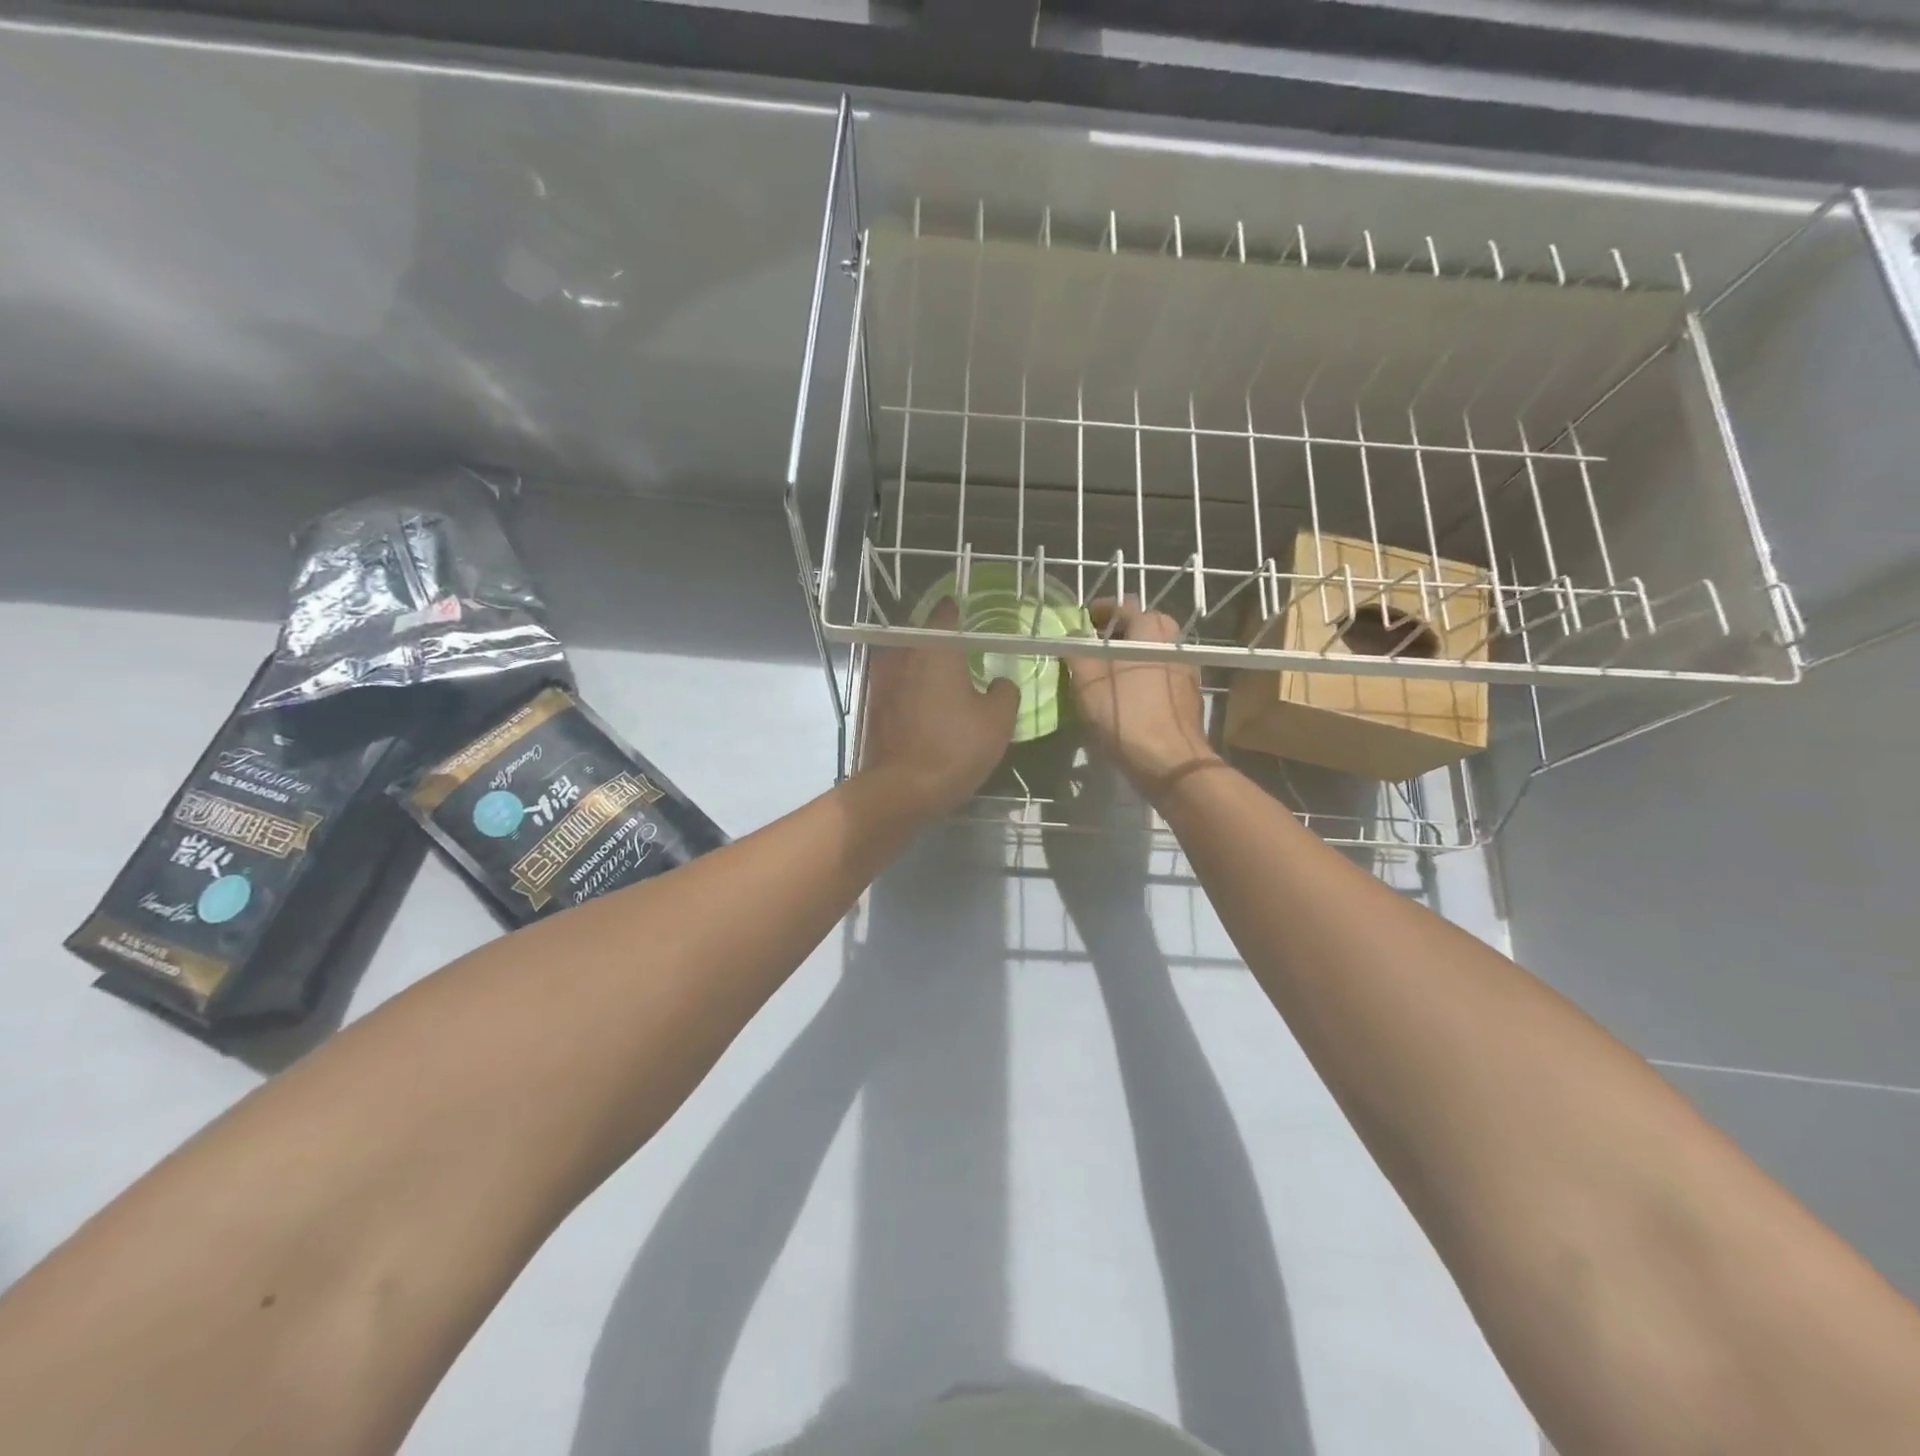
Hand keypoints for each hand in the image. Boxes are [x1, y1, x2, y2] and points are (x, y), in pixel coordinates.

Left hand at [858, 600, 1018, 818]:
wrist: (901, 790)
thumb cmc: (955, 748)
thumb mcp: (998, 721)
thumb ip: (1005, 692)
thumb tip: (1000, 682)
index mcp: (934, 650)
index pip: (945, 614)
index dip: (958, 611)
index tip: (969, 614)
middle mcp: (902, 656)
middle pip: (922, 637)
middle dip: (940, 641)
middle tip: (963, 651)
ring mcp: (881, 681)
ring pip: (906, 661)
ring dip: (923, 666)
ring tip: (945, 679)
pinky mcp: (872, 707)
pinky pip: (896, 685)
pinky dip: (910, 688)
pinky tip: (926, 704)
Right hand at [1066, 600, 1219, 801]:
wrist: (1170, 760)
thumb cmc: (1125, 713)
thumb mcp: (1087, 680)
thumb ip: (1077, 651)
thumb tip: (1073, 635)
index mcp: (1150, 629)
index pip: (1122, 605)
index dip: (1099, 611)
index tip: (1082, 622)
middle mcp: (1173, 641)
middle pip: (1142, 626)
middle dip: (1117, 632)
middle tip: (1094, 647)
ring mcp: (1186, 668)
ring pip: (1152, 650)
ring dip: (1130, 654)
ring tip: (1107, 673)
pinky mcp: (1189, 694)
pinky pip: (1161, 673)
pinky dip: (1143, 674)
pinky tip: (1128, 695)